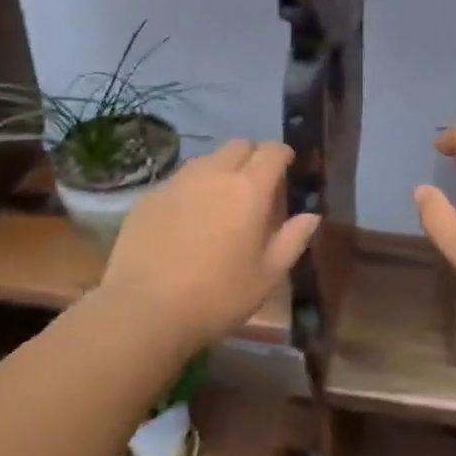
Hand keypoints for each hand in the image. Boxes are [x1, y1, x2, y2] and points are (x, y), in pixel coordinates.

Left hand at [100, 139, 318, 348]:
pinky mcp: (149, 197)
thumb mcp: (267, 276)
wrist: (144, 310)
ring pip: (206, 159)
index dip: (282, 154)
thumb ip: (292, 239)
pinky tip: (187, 217)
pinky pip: (178, 180)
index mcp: (249, 189)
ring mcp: (177, 182)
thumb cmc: (217, 297)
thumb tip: (311, 216)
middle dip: (252, 155)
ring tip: (221, 198)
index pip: (271, 151)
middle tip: (256, 183)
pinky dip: (191, 188)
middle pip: (238, 145)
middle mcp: (213, 174)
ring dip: (220, 168)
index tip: (287, 166)